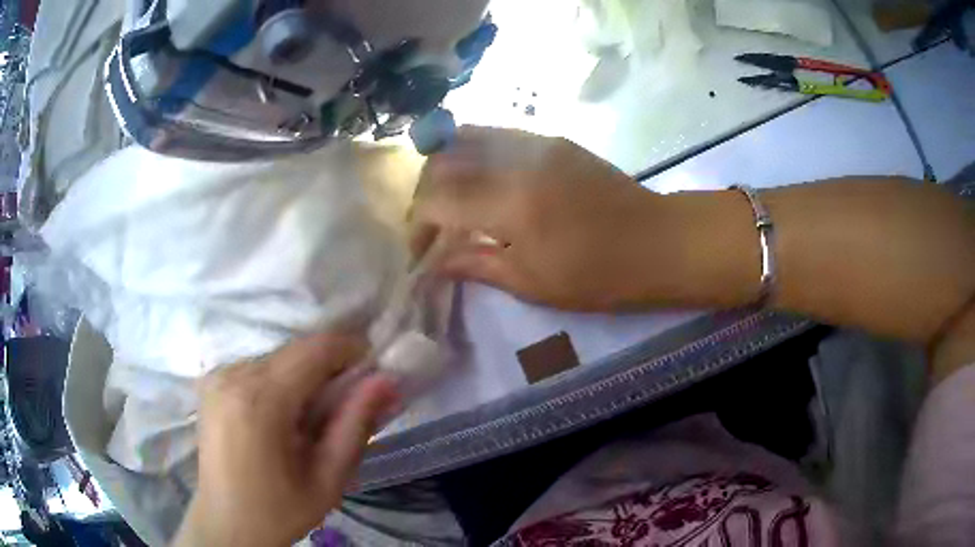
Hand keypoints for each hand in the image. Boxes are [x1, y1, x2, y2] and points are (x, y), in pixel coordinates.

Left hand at [174, 334, 397, 546]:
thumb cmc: (279, 511)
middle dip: (331, 369)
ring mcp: (218, 375)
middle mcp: (233, 375)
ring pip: (279, 357)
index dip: (352, 351)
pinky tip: (285, 417)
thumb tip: (386, 380)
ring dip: (306, 377)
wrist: (226, 524)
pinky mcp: (212, 382)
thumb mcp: (328, 479)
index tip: (374, 376)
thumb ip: (356, 425)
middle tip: (350, 406)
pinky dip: (282, 382)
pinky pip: (258, 367)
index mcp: (260, 400)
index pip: (316, 348)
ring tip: (316, 418)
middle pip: (297, 350)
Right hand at [412, 126, 668, 310]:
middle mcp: (517, 160)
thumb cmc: (599, 275)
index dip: (418, 225)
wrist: (658, 241)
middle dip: (425, 192)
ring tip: (451, 201)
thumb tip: (435, 263)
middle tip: (432, 225)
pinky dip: (475, 155)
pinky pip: (497, 135)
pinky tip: (482, 181)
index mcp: (511, 204)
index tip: (421, 251)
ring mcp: (537, 142)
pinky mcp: (553, 138)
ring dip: (446, 168)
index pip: (437, 199)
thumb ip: (476, 265)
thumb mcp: (532, 283)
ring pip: (466, 137)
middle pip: (443, 160)